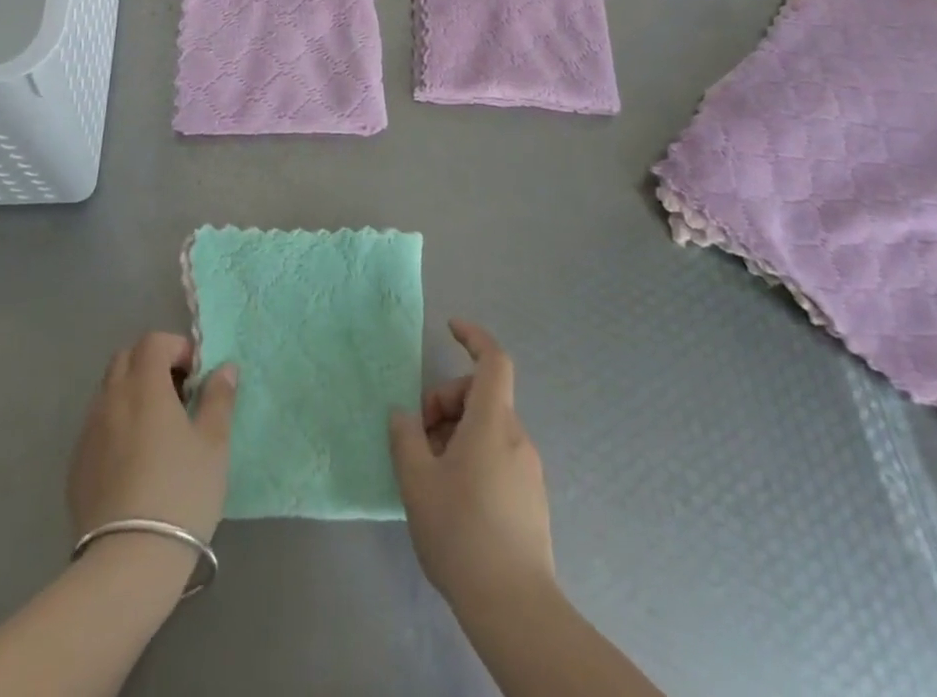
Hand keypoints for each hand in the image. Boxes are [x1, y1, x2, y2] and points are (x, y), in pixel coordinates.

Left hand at [67, 332, 239, 544]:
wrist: (128, 562)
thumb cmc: (181, 493)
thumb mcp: (213, 444)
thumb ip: (219, 399)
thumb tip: (224, 367)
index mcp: (144, 386)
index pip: (153, 342)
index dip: (177, 347)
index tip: (196, 375)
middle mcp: (110, 400)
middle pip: (125, 359)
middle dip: (151, 364)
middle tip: (177, 395)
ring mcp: (88, 433)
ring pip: (108, 392)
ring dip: (132, 394)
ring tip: (157, 429)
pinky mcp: (76, 467)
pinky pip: (96, 427)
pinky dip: (116, 425)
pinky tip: (134, 461)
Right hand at [389, 319, 555, 611]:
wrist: (515, 608)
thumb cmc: (461, 533)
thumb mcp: (417, 481)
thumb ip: (406, 438)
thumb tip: (404, 415)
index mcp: (493, 423)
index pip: (493, 360)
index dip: (474, 336)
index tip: (451, 327)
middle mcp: (517, 438)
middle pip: (482, 396)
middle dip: (446, 403)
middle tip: (419, 437)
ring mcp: (529, 470)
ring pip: (489, 429)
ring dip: (456, 434)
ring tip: (430, 474)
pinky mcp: (532, 499)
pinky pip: (499, 456)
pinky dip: (473, 457)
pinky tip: (453, 498)